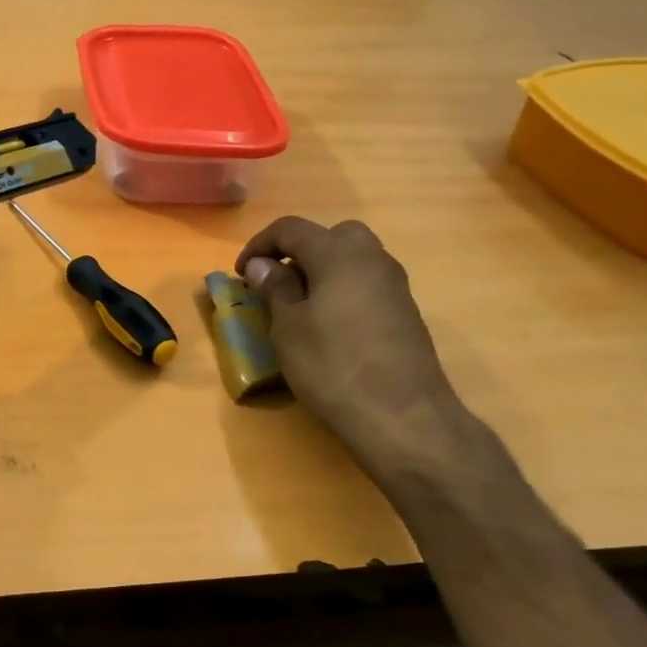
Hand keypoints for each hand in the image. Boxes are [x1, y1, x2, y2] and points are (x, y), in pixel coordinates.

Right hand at [236, 217, 483, 490]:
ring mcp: (394, 285)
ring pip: (352, 258)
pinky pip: (366, 283)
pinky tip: (329, 325)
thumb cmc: (334, 367)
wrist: (404, 418)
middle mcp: (372, 258)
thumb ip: (275, 288)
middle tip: (276, 281)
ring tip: (298, 304)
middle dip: (298, 251)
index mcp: (338, 253)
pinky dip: (342, 290)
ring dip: (322, 270)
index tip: (240, 274)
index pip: (290, 228)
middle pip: (330, 235)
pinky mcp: (405, 312)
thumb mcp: (288, 328)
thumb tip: (262, 265)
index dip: (259, 245)